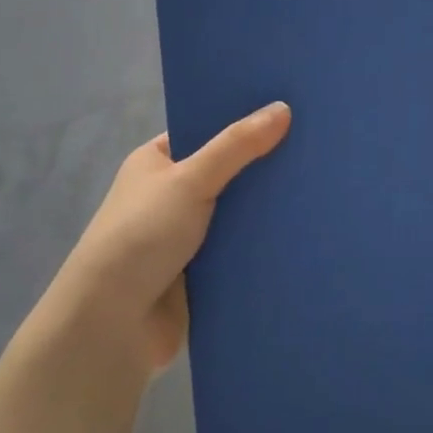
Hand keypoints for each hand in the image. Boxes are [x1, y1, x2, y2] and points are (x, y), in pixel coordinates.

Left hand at [32, 103, 291, 379]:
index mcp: (157, 162)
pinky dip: (263, 243)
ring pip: (237, 212)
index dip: (242, 121)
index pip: (205, 131)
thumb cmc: (142, 235)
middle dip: (263, 166)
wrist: (111, 324)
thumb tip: (283, 108)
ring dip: (266, 208)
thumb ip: (237, 146)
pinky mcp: (202, 272)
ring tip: (321, 186)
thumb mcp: (190, 179)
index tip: (289, 110)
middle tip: (317, 148)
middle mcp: (170, 195)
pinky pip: (241, 248)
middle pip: (227, 171)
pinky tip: (306, 230)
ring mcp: (186, 235)